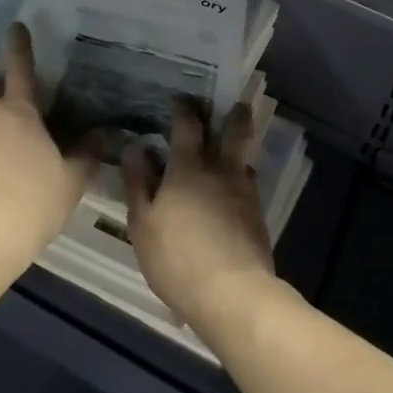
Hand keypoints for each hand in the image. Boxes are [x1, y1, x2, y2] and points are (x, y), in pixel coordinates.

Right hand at [123, 98, 277, 335]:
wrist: (232, 294)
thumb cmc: (177, 257)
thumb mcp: (142, 222)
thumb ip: (138, 182)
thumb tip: (135, 147)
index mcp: (189, 167)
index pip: (188, 125)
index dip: (184, 109)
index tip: (180, 99)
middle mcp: (222, 170)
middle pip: (235, 131)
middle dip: (234, 114)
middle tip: (233, 103)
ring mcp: (244, 192)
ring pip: (244, 159)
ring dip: (238, 147)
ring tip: (230, 146)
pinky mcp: (257, 215)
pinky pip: (248, 185)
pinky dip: (239, 178)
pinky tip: (231, 190)